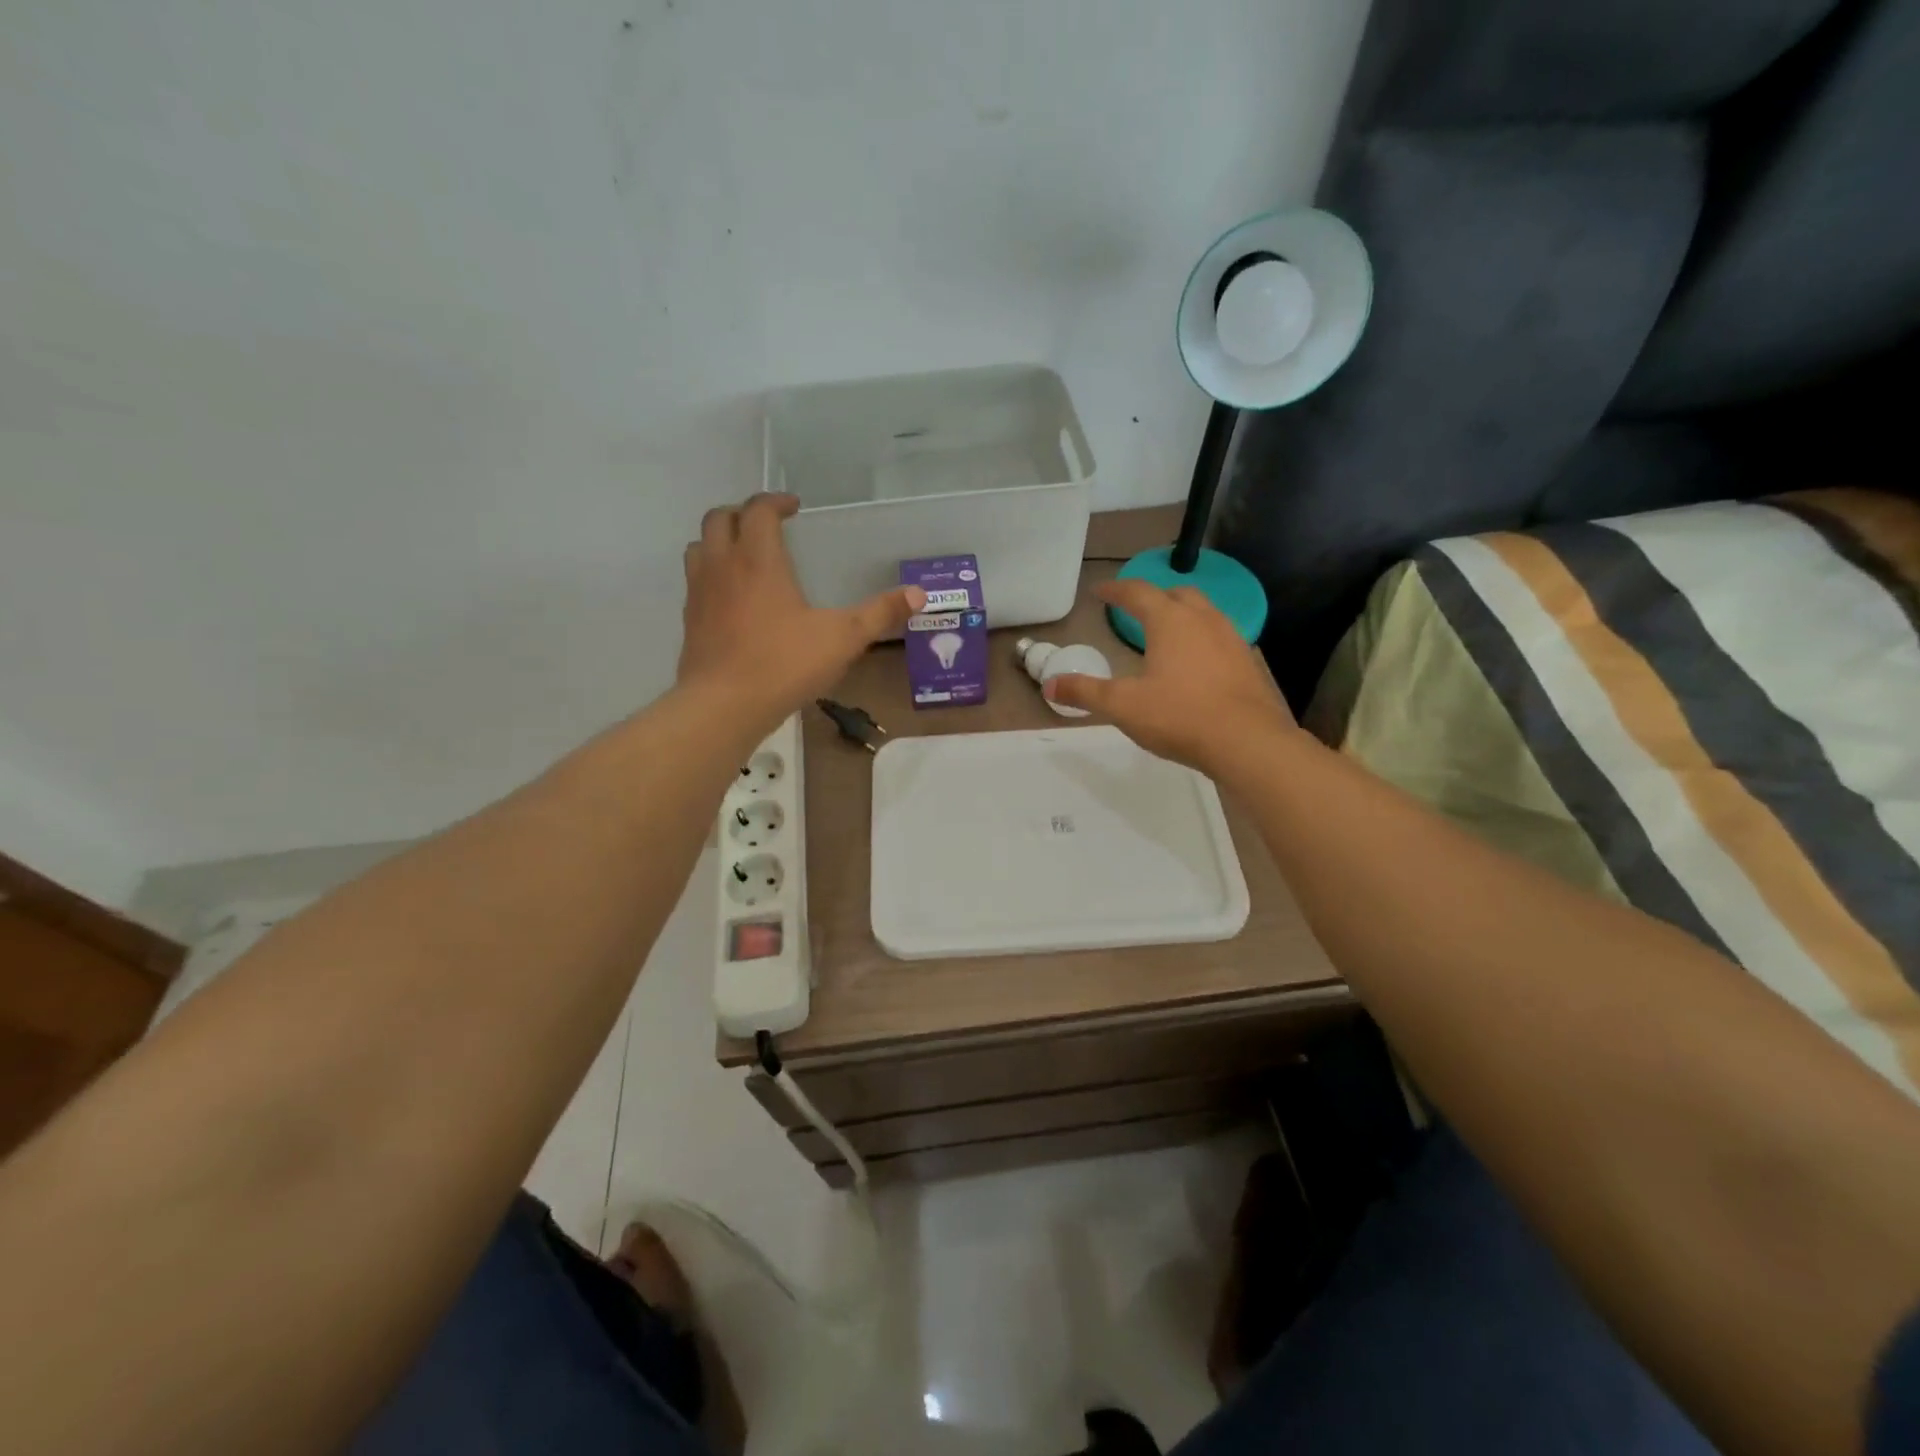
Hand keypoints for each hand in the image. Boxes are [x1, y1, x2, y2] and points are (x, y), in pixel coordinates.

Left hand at [677, 493, 924, 729]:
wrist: (723, 705)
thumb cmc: (784, 664)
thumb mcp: (843, 638)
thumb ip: (880, 614)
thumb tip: (918, 594)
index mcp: (758, 559)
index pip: (758, 510)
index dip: (775, 501)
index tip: (794, 508)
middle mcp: (722, 566)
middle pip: (719, 518)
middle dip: (743, 513)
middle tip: (767, 525)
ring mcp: (699, 592)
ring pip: (699, 546)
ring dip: (720, 540)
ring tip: (744, 555)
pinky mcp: (689, 620)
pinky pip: (695, 581)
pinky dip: (711, 574)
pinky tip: (732, 599)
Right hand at [1044, 579, 1295, 773]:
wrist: (1248, 742)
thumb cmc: (1180, 716)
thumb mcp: (1123, 706)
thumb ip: (1085, 693)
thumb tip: (1049, 685)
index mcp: (1170, 621)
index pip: (1138, 593)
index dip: (1115, 590)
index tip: (1099, 591)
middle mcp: (1204, 620)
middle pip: (1177, 594)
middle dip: (1154, 598)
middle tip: (1136, 610)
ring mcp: (1232, 639)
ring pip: (1204, 613)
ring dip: (1182, 616)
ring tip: (1167, 635)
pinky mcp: (1249, 663)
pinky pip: (1221, 638)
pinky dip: (1203, 640)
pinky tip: (1197, 665)